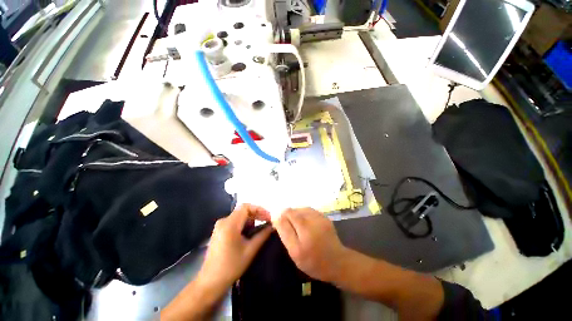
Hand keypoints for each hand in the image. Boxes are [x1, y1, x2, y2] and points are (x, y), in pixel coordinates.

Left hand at [197, 204, 272, 292]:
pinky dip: (244, 225)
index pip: (246, 207)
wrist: (210, 282)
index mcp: (229, 224)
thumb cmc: (231, 266)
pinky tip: (249, 234)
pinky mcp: (219, 231)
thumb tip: (273, 226)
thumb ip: (263, 235)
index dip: (259, 209)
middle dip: (256, 214)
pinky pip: (234, 222)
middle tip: (267, 222)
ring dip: (251, 220)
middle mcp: (223, 221)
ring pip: (239, 216)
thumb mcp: (250, 250)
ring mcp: (219, 226)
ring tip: (259, 230)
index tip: (268, 217)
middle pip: (243, 210)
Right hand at [274, 208, 349, 282]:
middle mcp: (312, 221)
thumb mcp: (295, 252)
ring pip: (300, 209)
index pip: (287, 214)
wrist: (337, 261)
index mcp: (304, 232)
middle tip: (290, 229)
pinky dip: (303, 214)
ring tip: (297, 226)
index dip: (280, 217)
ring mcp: (320, 217)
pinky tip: (306, 223)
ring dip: (295, 215)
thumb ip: (285, 232)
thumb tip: (277, 215)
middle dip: (287, 217)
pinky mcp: (324, 216)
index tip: (278, 224)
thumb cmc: (313, 261)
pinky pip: (309, 210)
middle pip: (293, 210)